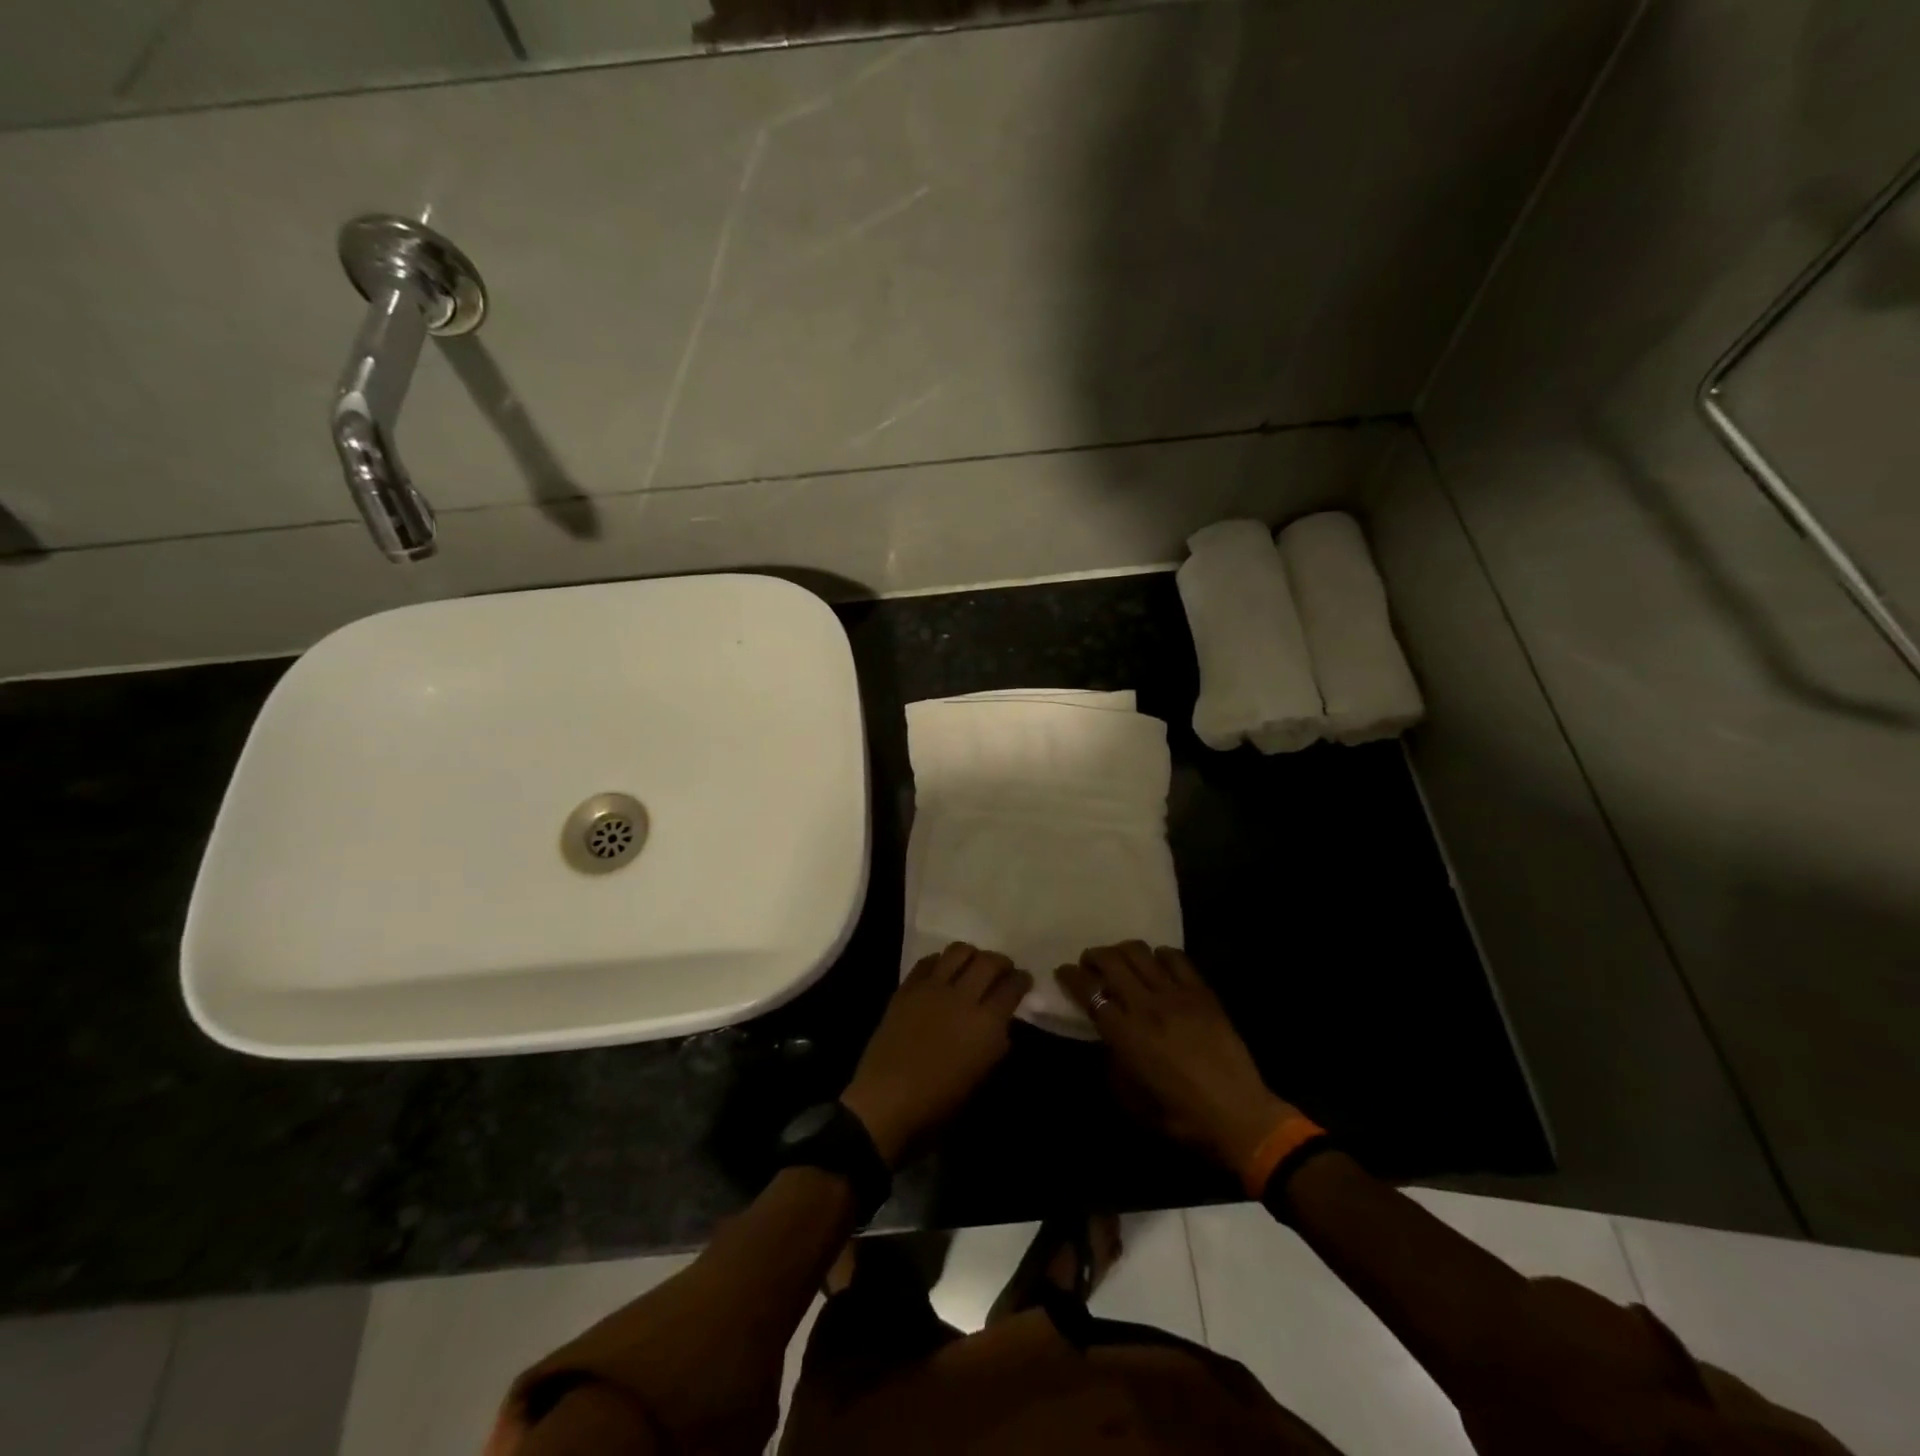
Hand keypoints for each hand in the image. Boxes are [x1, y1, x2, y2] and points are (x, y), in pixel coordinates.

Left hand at [841, 943, 1031, 1166]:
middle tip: (1002, 970)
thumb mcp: (980, 1078)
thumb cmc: (939, 1102)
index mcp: (986, 1023)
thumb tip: (1000, 1024)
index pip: (1012, 987)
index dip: (1022, 979)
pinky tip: (942, 973)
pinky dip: (941, 962)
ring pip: (959, 951)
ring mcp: (931, 988)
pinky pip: (928, 962)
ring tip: (972, 965)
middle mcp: (962, 997)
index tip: (1023, 980)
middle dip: (1001, 962)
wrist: (886, 1102)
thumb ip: (995, 1044)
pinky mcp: (907, 988)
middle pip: (988, 961)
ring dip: (972, 955)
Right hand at [1058, 942, 1295, 1172]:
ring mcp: (1176, 994)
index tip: (1063, 972)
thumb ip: (1111, 1062)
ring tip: (1120, 961)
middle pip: (1110, 960)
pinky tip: (1157, 965)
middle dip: (1092, 956)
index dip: (1070, 976)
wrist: (1238, 1115)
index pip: (1088, 990)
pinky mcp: (1202, 992)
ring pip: (1140, 952)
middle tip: (1089, 964)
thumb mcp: (1130, 1099)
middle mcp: (1146, 1005)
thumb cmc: (1179, 1116)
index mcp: (1125, 1034)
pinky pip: (1175, 958)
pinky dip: (1159, 955)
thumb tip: (1105, 1039)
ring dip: (1122, 951)